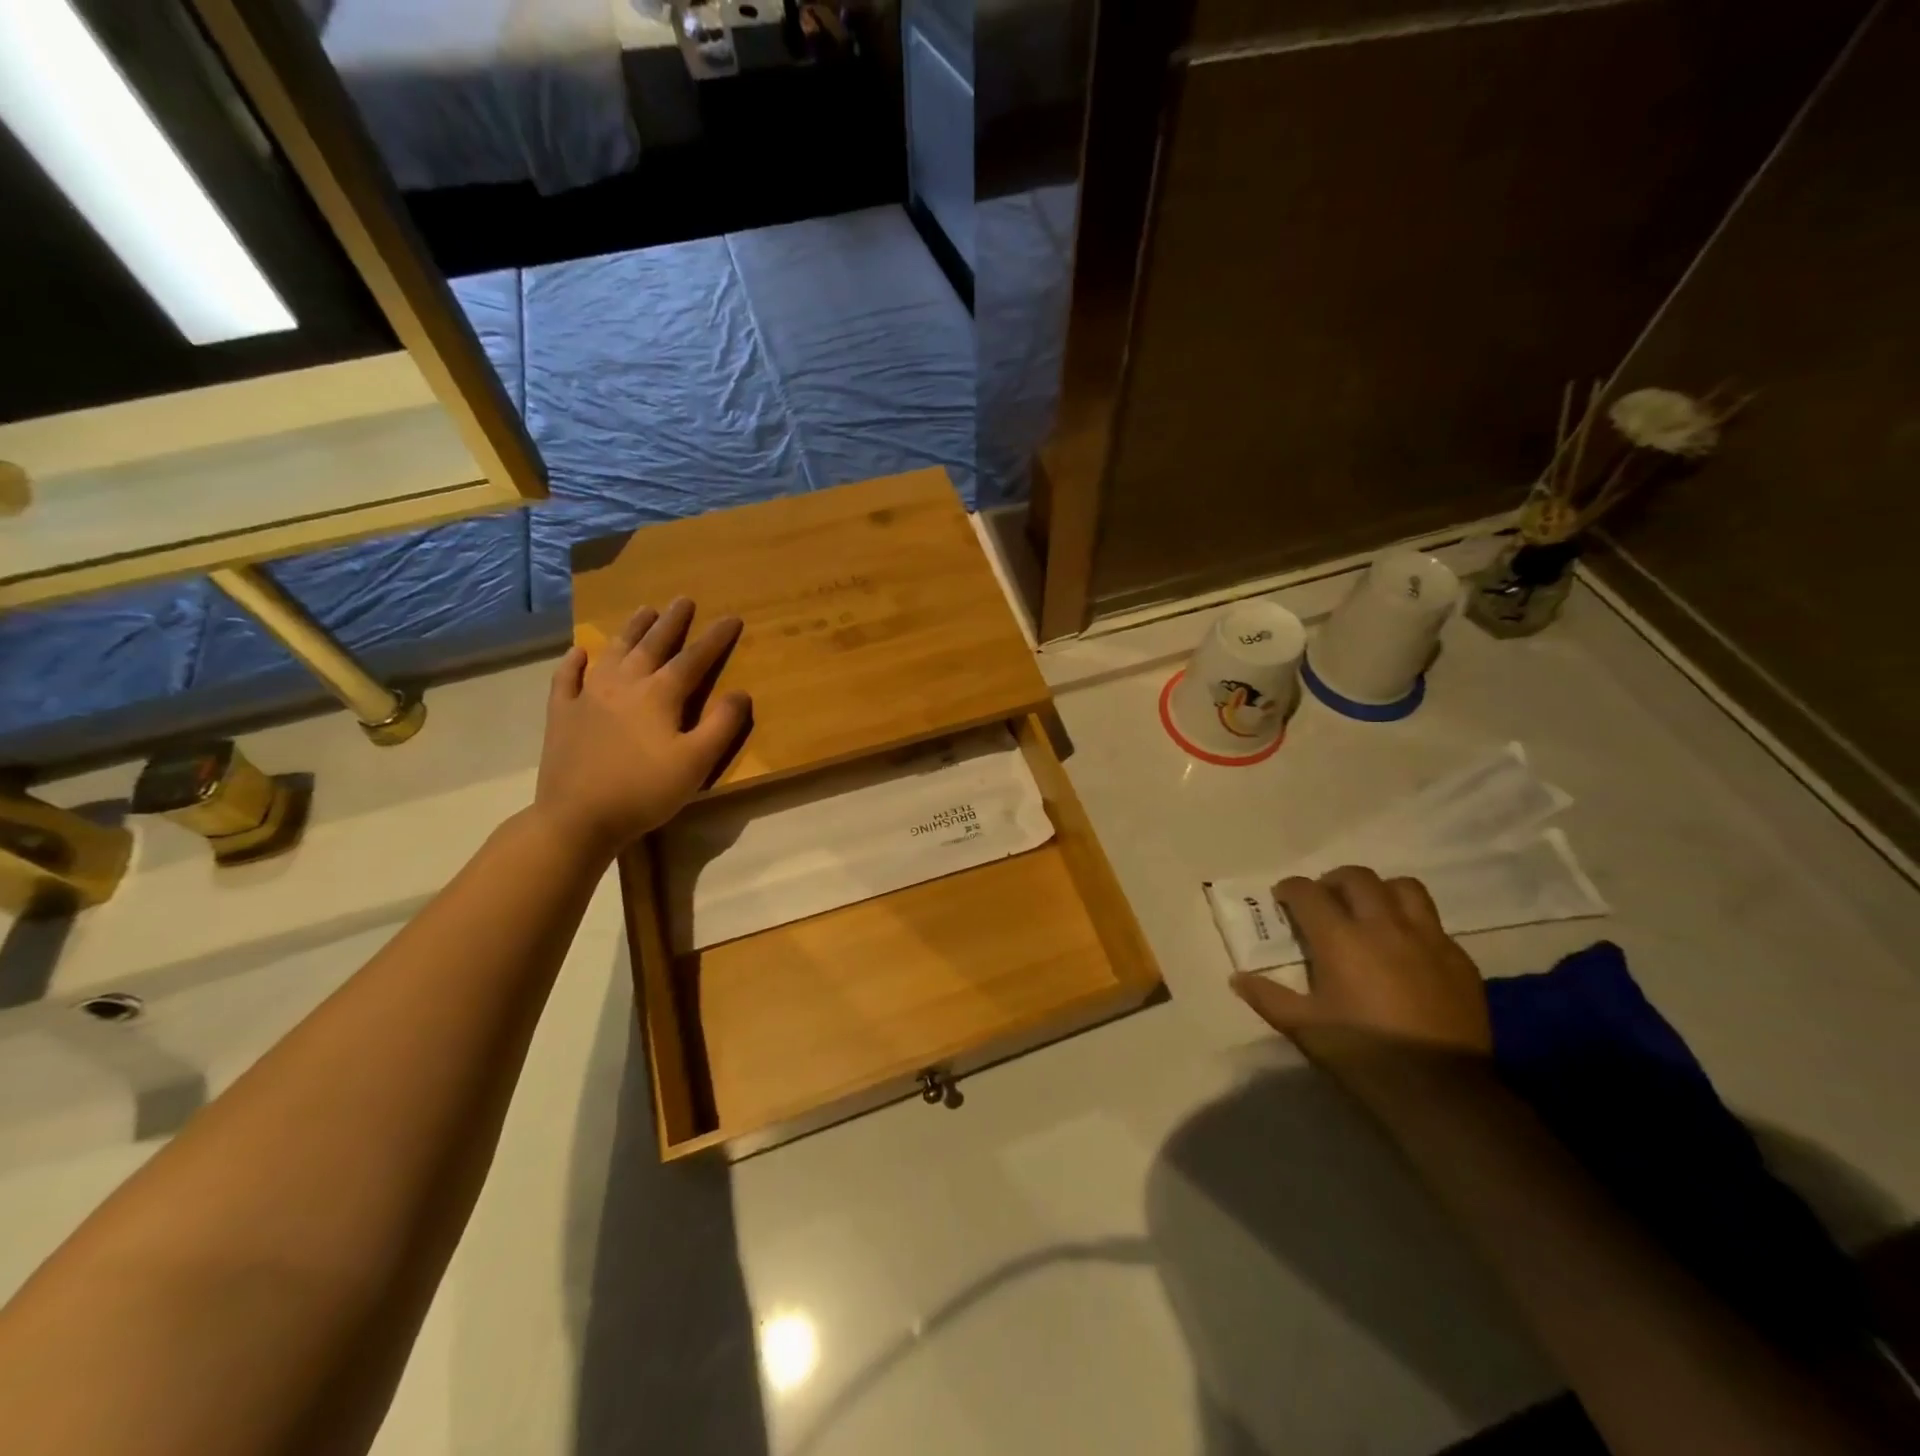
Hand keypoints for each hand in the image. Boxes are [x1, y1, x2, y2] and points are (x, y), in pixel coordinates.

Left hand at [534, 598, 750, 858]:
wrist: (577, 817)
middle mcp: (624, 684)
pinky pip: (567, 678)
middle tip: (683, 600)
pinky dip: (574, 662)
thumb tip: (740, 692)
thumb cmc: (644, 791)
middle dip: (671, 621)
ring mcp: (588, 696)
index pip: (694, 658)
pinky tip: (580, 652)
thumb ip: (721, 725)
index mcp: (659, 695)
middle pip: (652, 644)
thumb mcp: (696, 763)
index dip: (715, 638)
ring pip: (613, 652)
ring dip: (631, 629)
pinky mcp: (562, 714)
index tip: (731, 618)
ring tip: (643, 610)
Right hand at [1231, 866, 1492, 1068]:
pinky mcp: (1460, 959)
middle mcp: (1383, 926)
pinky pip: (1434, 924)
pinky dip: (1413, 924)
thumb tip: (1237, 978)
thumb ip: (1267, 997)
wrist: (1441, 1092)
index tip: (1283, 899)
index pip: (1307, 891)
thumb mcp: (1303, 1028)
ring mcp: (1428, 939)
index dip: (1290, 889)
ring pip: (1403, 888)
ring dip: (1380, 891)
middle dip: (1333, 881)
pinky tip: (1406, 950)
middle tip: (1324, 901)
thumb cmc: (1363, 1055)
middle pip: (1357, 877)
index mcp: (1340, 939)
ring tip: (1370, 911)